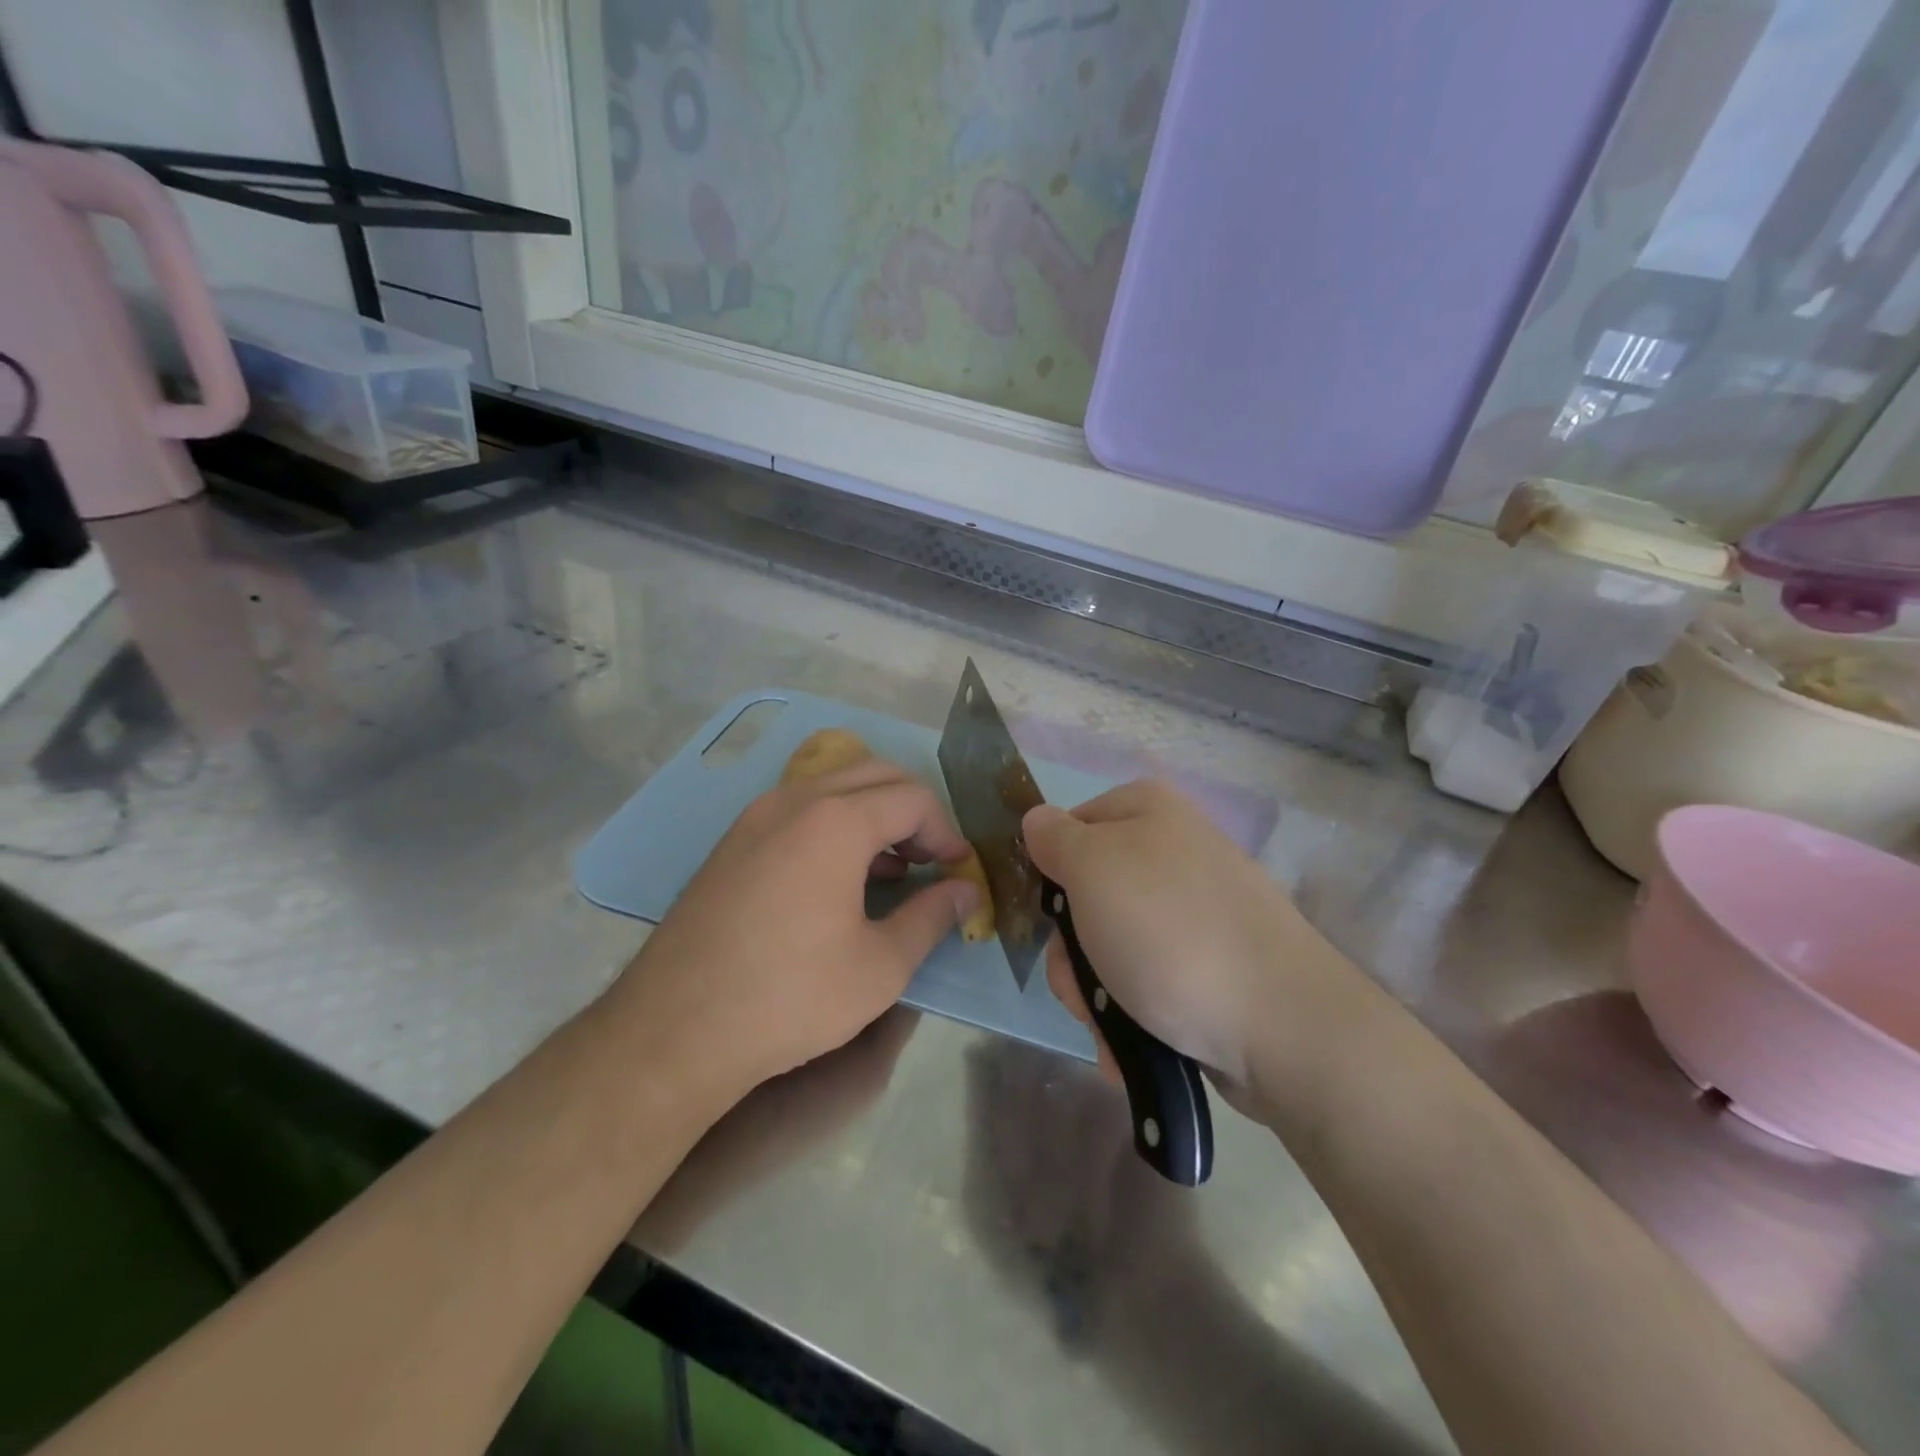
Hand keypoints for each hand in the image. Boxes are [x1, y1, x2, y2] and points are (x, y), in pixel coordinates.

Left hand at [611, 757, 979, 1100]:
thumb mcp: (880, 966)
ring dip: (873, 814)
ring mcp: (755, 817)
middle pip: (875, 776)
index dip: (946, 830)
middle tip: (931, 861)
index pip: (913, 798)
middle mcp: (794, 801)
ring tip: (893, 870)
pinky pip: (799, 810)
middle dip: (914, 811)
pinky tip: (840, 878)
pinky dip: (834, 825)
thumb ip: (931, 917)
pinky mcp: (732, 841)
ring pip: (833, 787)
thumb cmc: (790, 997)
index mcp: (835, 821)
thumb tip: (966, 891)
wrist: (674, 1030)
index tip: (959, 870)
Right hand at [1023, 780, 1365, 1118]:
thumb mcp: (1092, 868)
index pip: (1067, 829)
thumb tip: (1037, 821)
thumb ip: (1054, 838)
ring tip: (1112, 1025)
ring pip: (1110, 947)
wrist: (1280, 1025)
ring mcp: (1194, 912)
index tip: (1050, 917)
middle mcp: (1172, 852)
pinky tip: (1136, 1043)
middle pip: (1086, 897)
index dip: (1050, 873)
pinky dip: (1132, 1013)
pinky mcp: (1209, 965)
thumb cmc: (1168, 932)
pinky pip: (1147, 981)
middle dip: (1073, 952)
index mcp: (1147, 811)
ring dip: (1096, 993)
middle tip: (1082, 984)